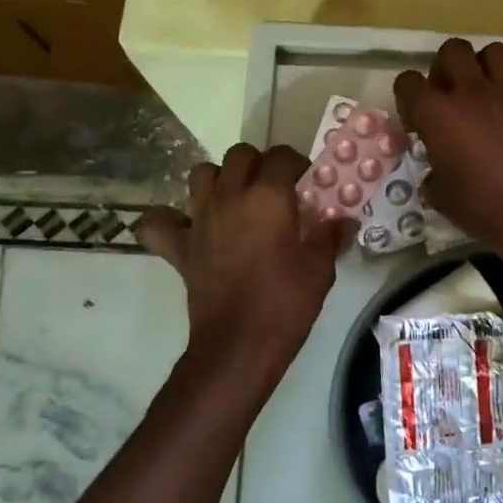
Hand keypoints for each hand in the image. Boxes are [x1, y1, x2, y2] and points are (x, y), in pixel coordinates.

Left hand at [137, 143, 346, 383]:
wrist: (238, 346)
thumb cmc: (285, 304)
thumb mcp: (320, 269)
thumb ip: (329, 236)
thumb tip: (342, 219)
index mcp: (267, 197)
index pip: (282, 156)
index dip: (297, 165)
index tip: (308, 185)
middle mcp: (230, 197)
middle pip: (240, 155)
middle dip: (259, 165)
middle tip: (275, 190)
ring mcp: (199, 220)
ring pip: (201, 174)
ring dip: (220, 180)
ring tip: (237, 201)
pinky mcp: (179, 247)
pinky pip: (160, 221)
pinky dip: (170, 219)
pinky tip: (188, 227)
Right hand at [394, 39, 502, 255]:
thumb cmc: (477, 207)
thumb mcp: (438, 195)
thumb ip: (433, 172)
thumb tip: (438, 173)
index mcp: (436, 112)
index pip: (407, 81)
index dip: (407, 98)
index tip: (416, 124)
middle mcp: (471, 94)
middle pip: (453, 50)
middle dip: (445, 67)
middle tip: (447, 96)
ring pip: (497, 52)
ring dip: (487, 66)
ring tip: (482, 91)